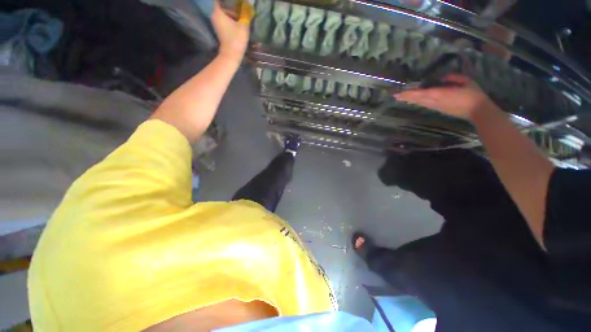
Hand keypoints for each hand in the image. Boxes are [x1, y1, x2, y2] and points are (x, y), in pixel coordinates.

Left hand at [211, 1, 250, 63]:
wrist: (232, 55)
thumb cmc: (237, 39)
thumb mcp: (244, 25)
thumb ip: (245, 14)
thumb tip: (247, 6)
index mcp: (218, 12)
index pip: (220, 1)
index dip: (229, 2)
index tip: (237, 4)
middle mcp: (214, 16)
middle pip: (224, 8)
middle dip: (233, 9)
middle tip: (242, 12)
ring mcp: (216, 24)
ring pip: (224, 15)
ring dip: (233, 16)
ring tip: (242, 20)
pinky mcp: (219, 31)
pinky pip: (224, 21)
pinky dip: (231, 21)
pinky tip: (238, 26)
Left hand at [394, 75, 496, 120]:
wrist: (477, 111)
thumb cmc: (473, 94)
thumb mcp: (465, 81)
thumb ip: (453, 78)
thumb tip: (442, 78)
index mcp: (440, 93)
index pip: (421, 93)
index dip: (409, 93)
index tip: (400, 92)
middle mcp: (434, 101)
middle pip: (417, 99)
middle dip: (405, 97)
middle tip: (394, 95)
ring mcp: (435, 106)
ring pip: (419, 102)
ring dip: (409, 100)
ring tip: (400, 98)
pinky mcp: (438, 109)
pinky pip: (424, 104)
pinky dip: (417, 102)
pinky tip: (413, 101)